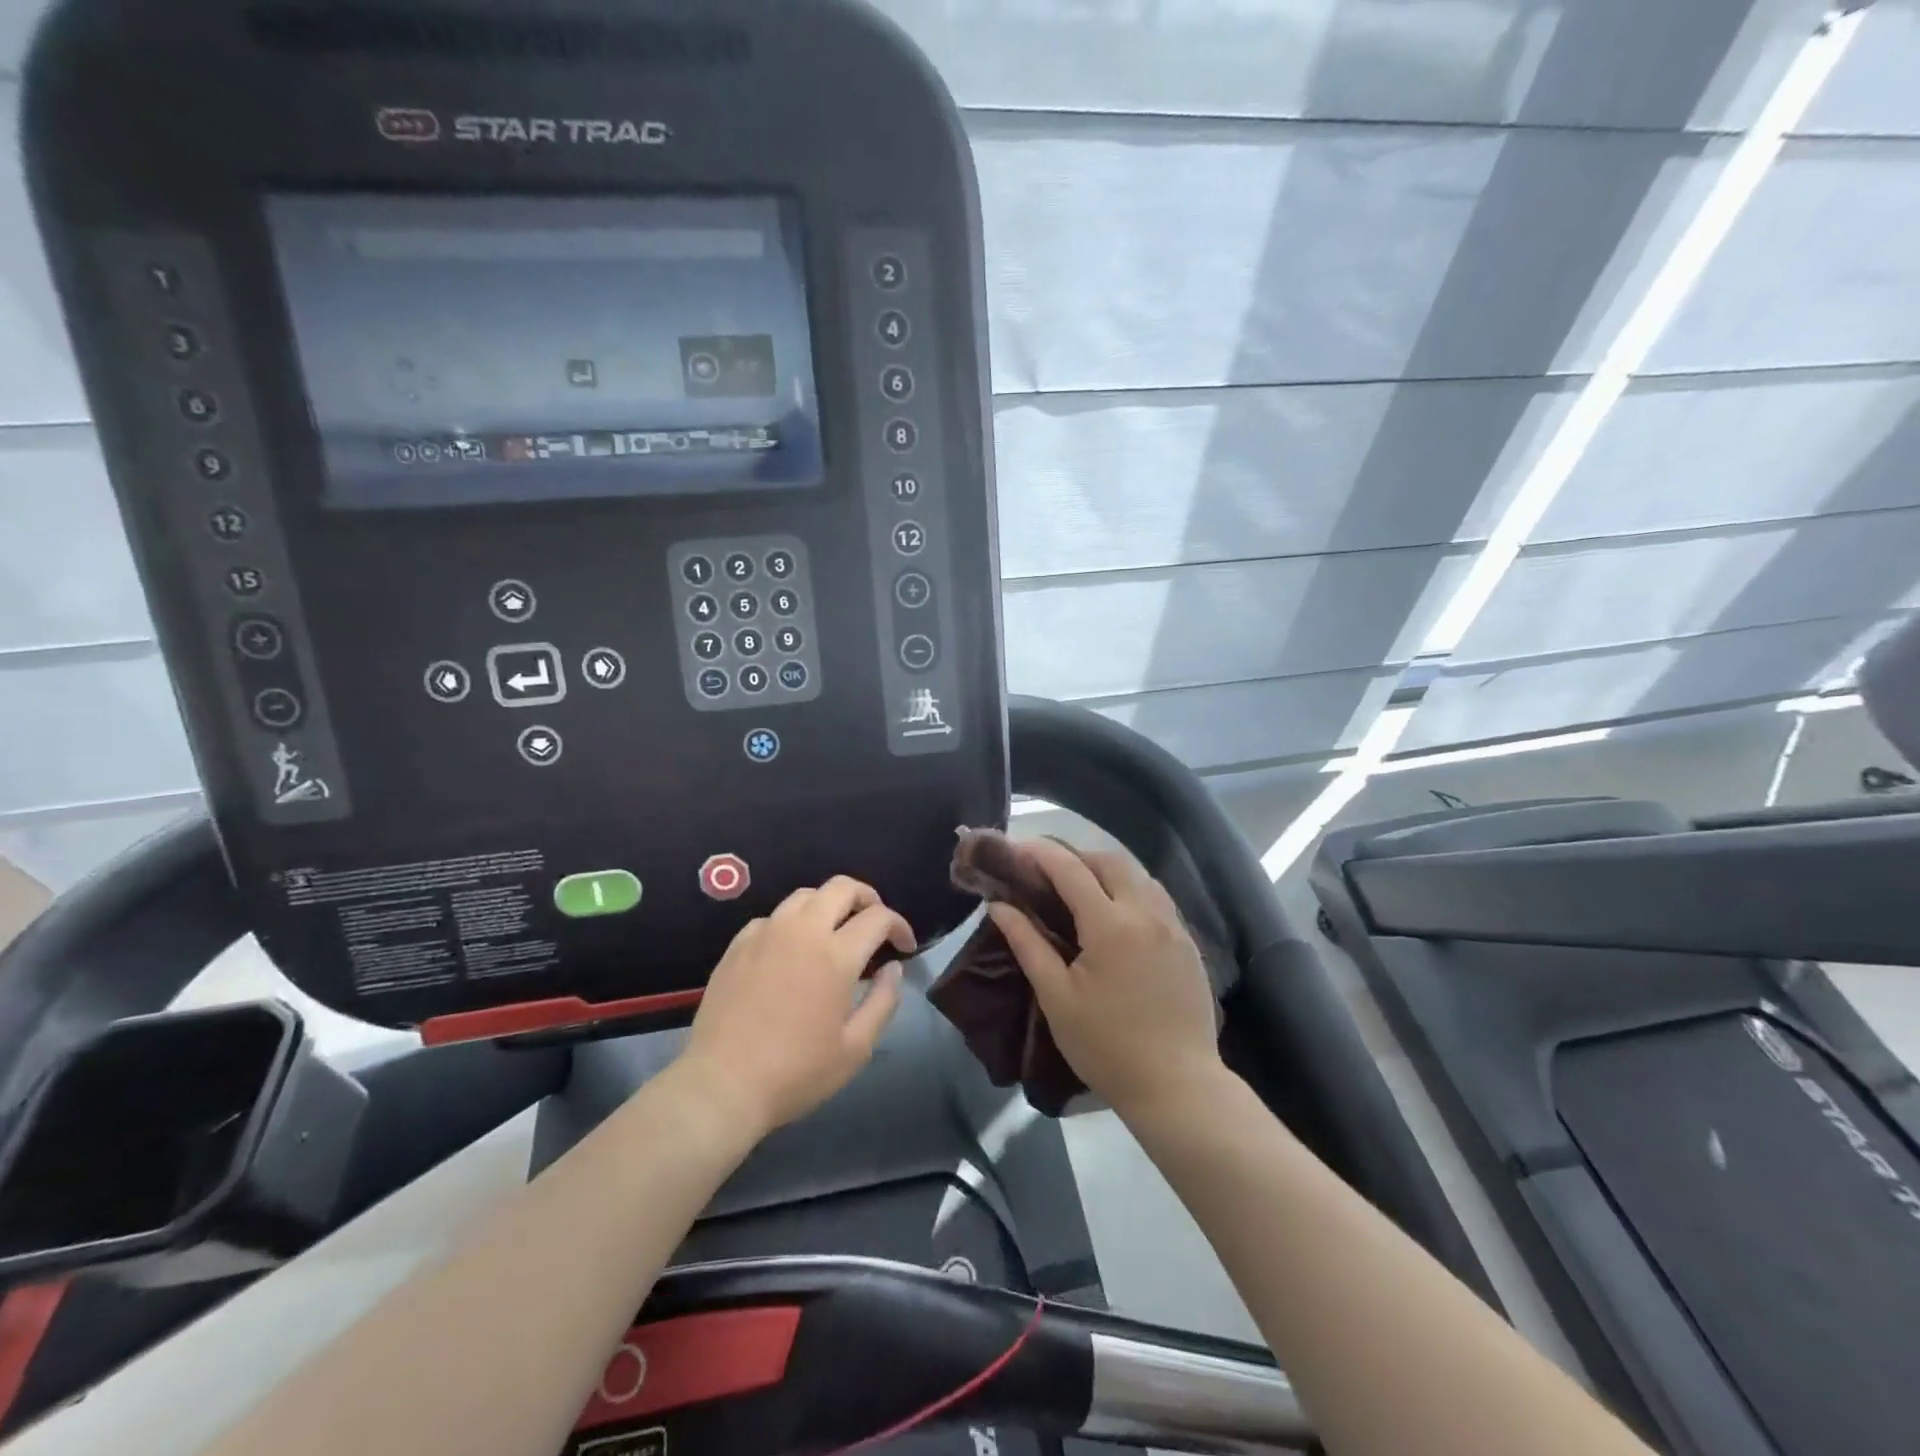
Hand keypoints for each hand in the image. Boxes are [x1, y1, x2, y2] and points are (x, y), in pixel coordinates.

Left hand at [680, 876, 915, 1135]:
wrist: (722, 1085)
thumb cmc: (796, 1072)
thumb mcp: (856, 1048)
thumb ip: (883, 1001)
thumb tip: (893, 968)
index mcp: (835, 955)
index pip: (878, 917)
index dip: (899, 926)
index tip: (904, 947)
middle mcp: (802, 931)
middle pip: (842, 887)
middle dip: (867, 898)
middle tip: (875, 924)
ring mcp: (766, 933)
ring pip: (805, 895)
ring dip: (829, 904)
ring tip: (836, 931)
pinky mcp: (738, 944)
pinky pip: (774, 917)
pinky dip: (794, 923)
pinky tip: (793, 950)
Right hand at [988, 839, 1221, 1118]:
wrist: (1178, 1086)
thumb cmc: (1107, 1046)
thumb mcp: (1057, 998)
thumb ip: (1027, 944)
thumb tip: (999, 906)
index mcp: (1110, 925)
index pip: (1070, 869)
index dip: (1039, 853)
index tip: (1015, 849)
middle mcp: (1146, 912)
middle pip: (1108, 860)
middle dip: (1074, 856)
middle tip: (1045, 872)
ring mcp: (1173, 925)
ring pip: (1138, 874)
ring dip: (1105, 870)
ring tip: (1078, 889)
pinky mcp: (1188, 942)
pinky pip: (1156, 896)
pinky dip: (1130, 888)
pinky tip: (1115, 912)